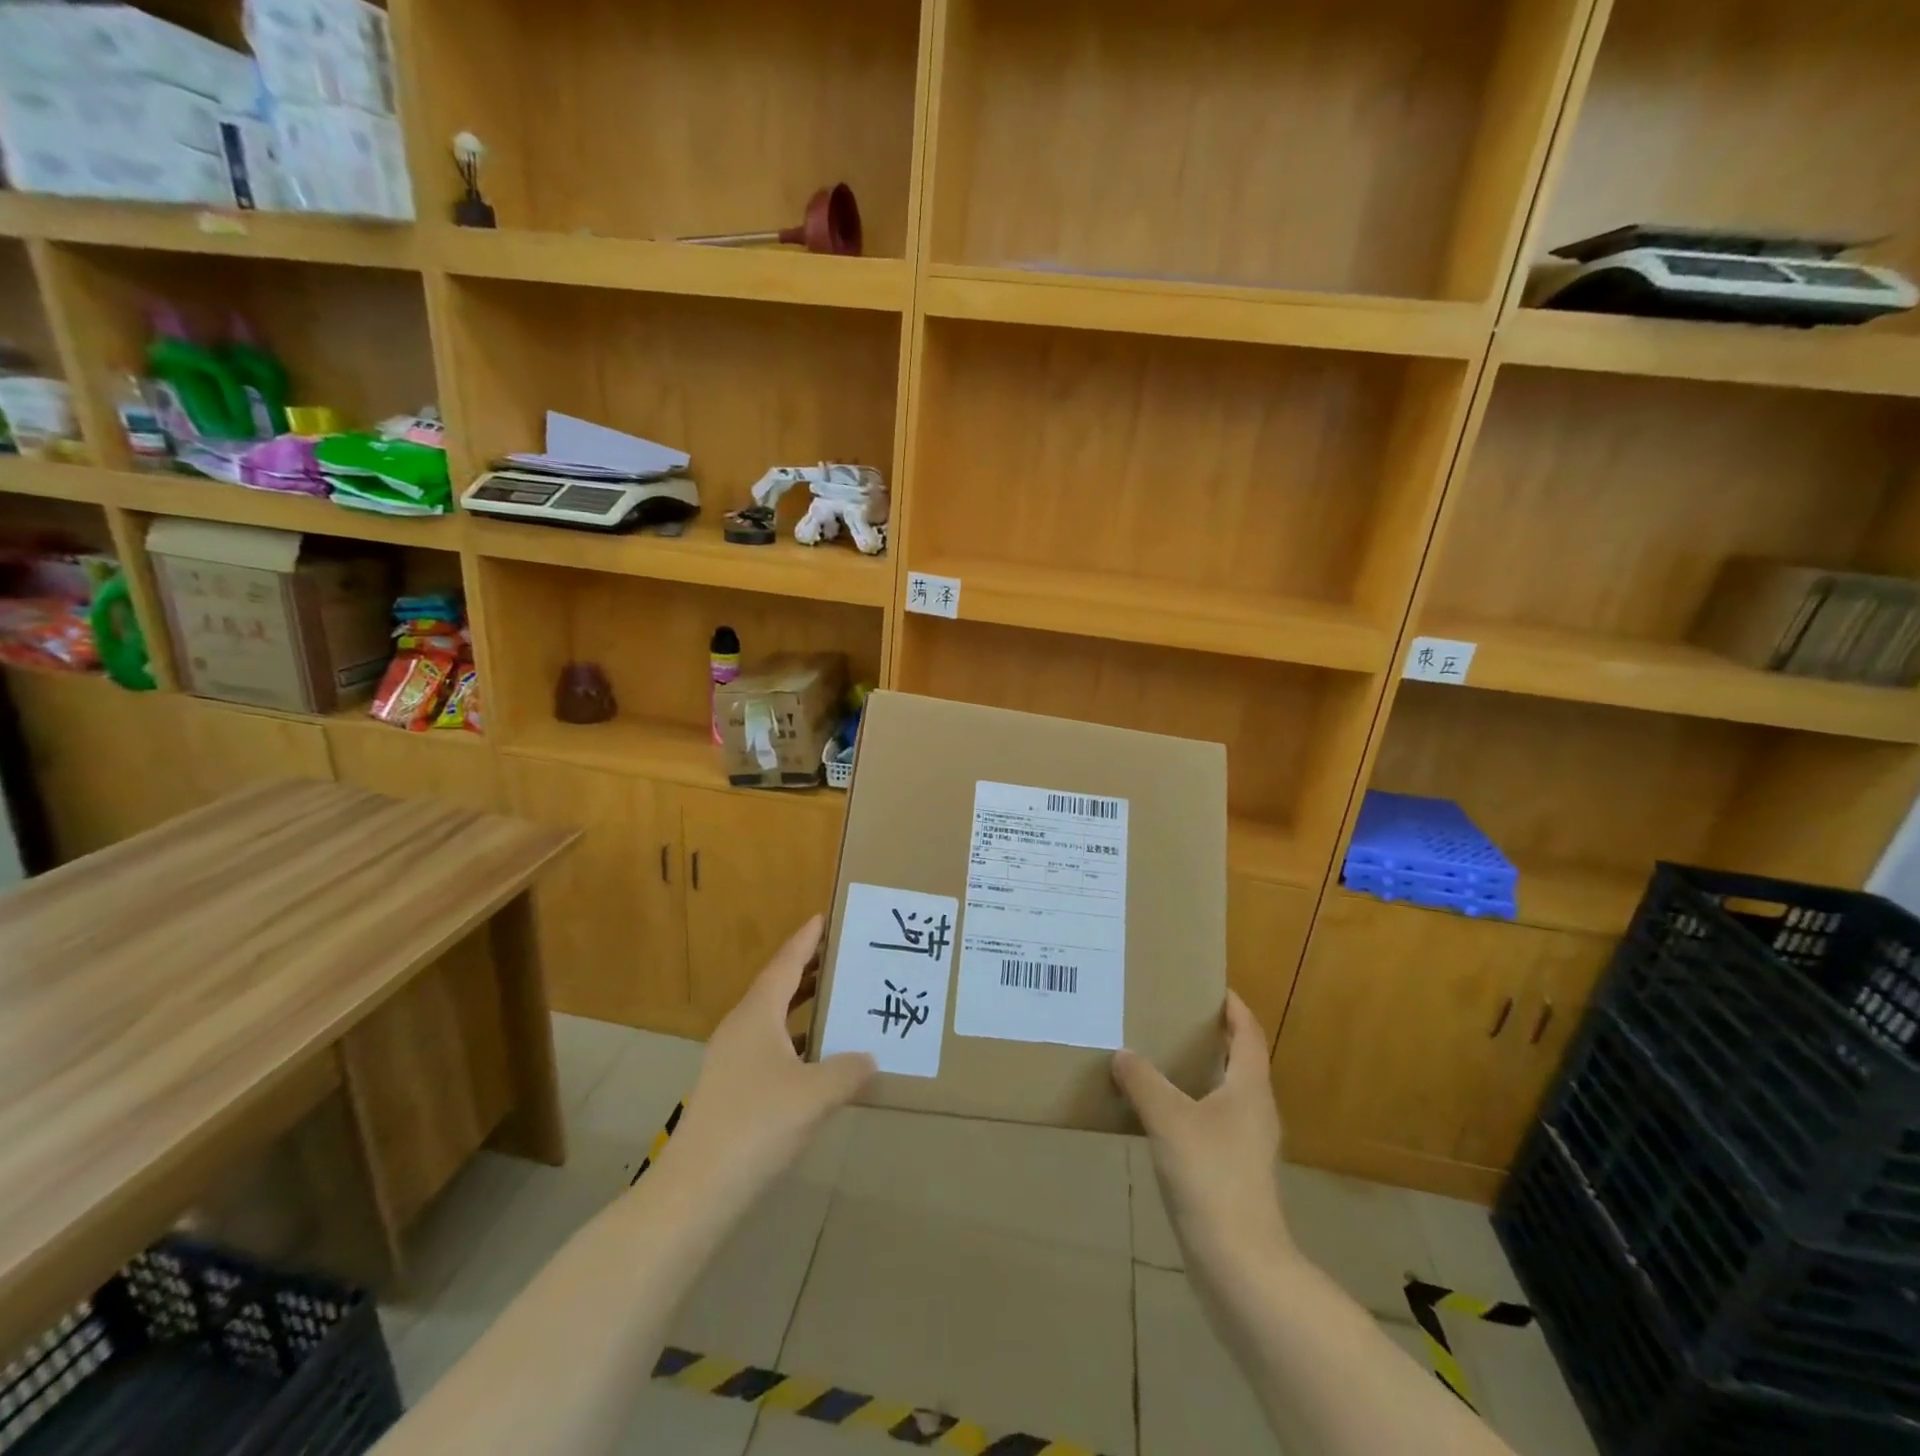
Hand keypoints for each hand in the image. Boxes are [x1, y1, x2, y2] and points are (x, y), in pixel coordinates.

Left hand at [666, 916, 875, 1204]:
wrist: (696, 1189)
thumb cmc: (757, 1124)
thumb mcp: (816, 1094)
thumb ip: (848, 1070)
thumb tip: (870, 1058)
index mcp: (756, 1015)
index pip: (785, 964)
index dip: (805, 940)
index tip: (822, 917)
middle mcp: (740, 1029)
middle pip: (776, 987)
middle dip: (807, 970)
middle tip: (841, 956)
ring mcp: (730, 1060)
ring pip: (771, 1019)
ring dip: (801, 1006)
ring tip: (835, 999)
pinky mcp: (730, 1090)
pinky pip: (768, 1047)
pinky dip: (794, 1039)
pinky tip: (816, 1058)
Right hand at [1112, 991, 1290, 1261]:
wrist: (1240, 1264)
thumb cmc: (1211, 1176)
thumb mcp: (1168, 1118)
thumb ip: (1143, 1081)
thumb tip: (1123, 1054)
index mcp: (1249, 1088)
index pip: (1248, 1034)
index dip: (1235, 1008)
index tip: (1212, 987)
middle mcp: (1255, 1111)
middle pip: (1239, 1062)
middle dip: (1212, 1037)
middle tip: (1173, 1017)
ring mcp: (1247, 1146)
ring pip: (1225, 1095)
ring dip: (1199, 1074)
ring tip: (1159, 1059)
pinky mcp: (1234, 1174)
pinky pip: (1212, 1124)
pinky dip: (1190, 1108)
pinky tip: (1160, 1115)